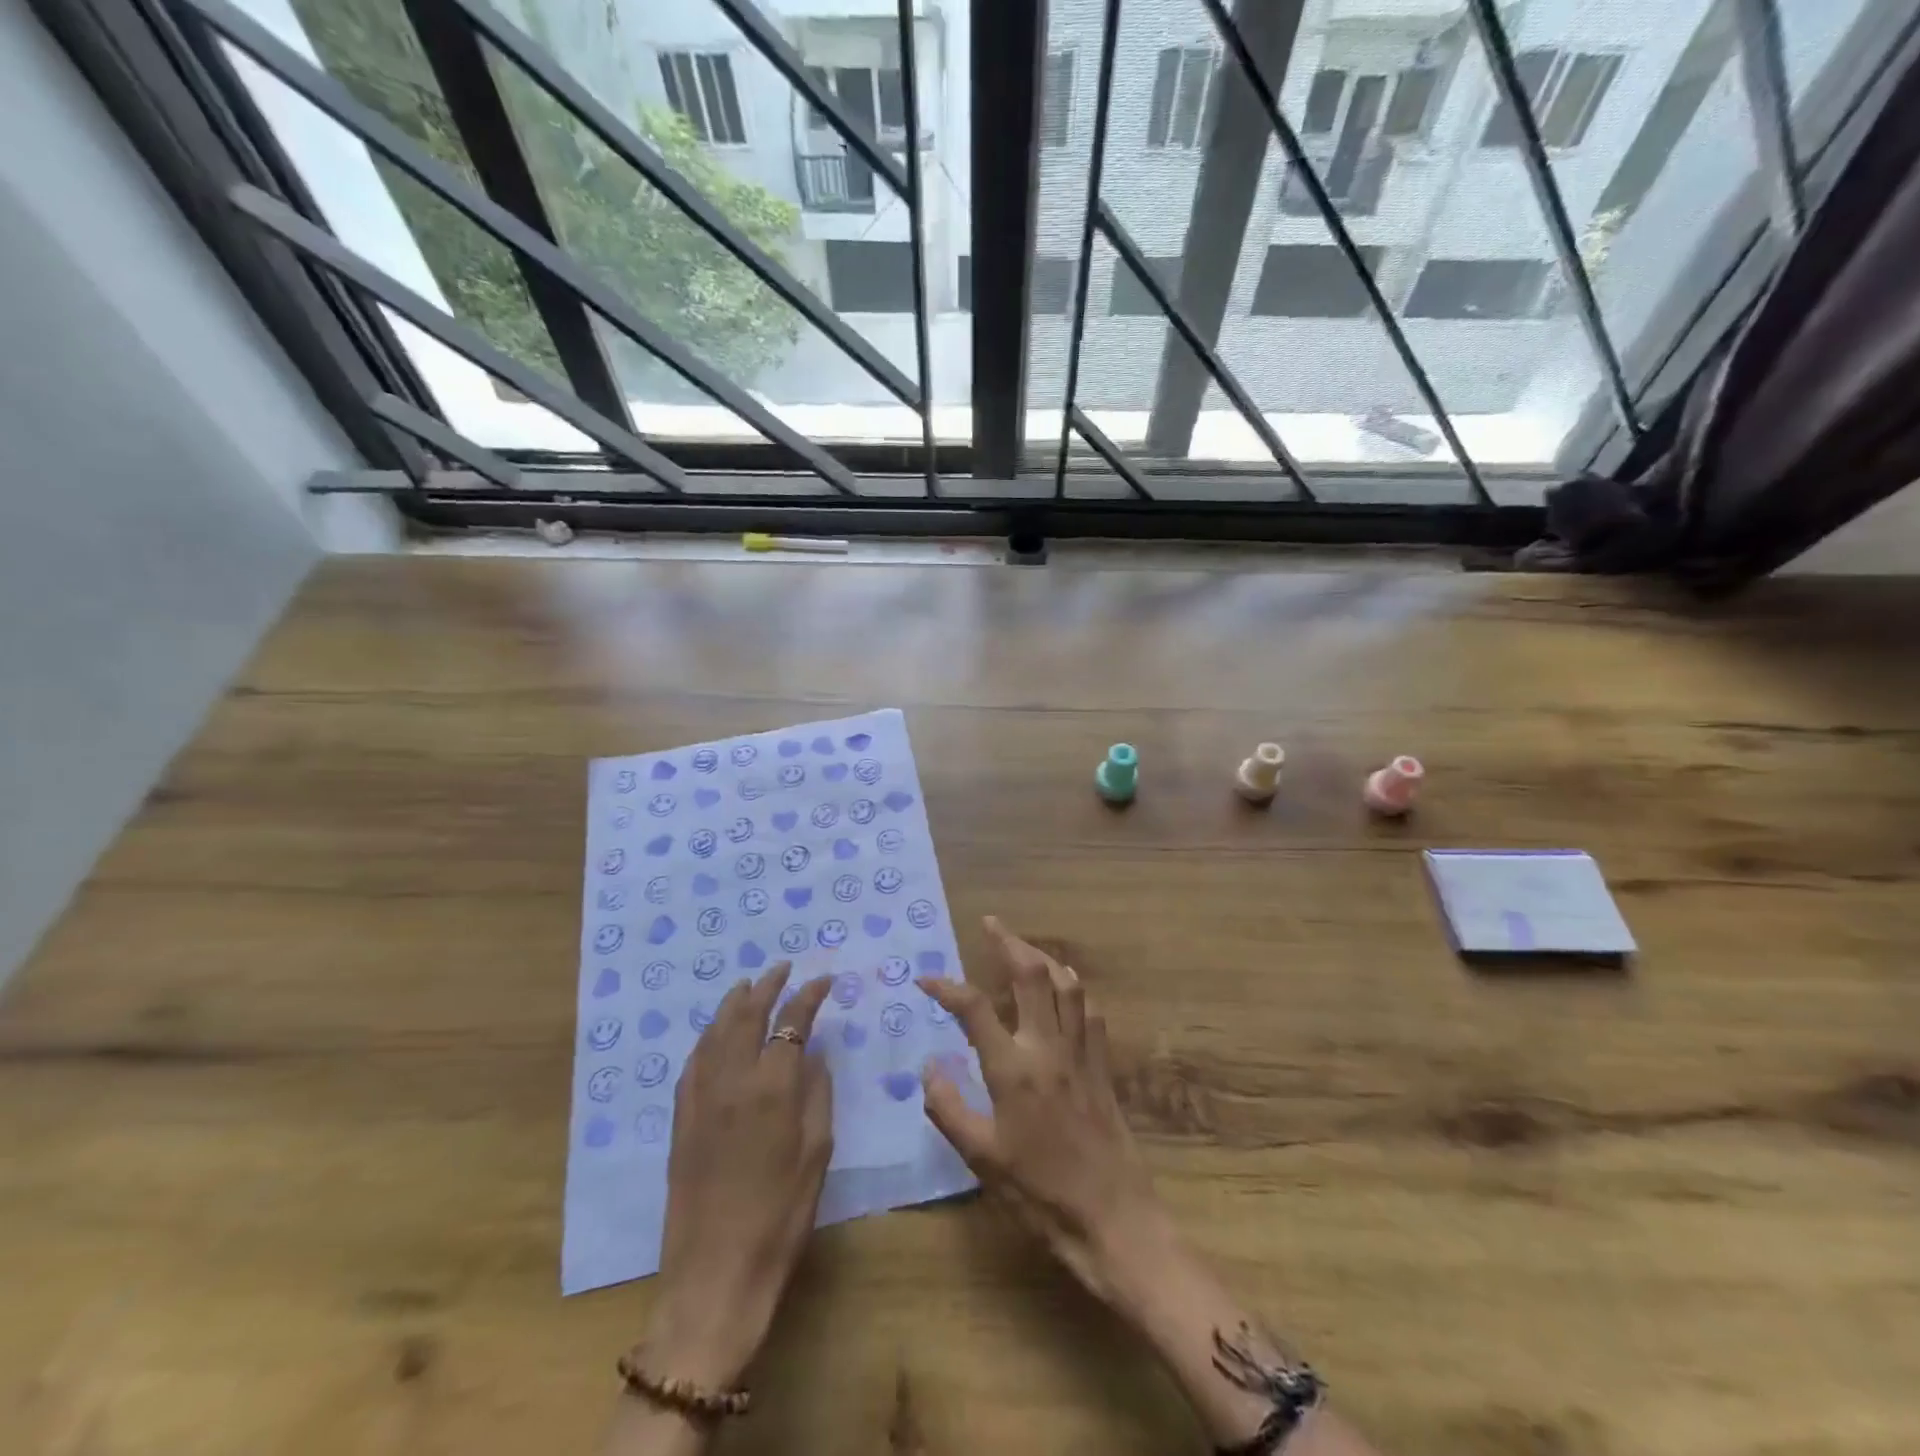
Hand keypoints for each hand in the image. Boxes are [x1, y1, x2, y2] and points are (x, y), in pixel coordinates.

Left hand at [641, 964, 832, 1388]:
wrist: (714, 1275)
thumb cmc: (780, 1216)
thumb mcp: (817, 1153)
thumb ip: (817, 1094)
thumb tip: (814, 1054)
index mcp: (772, 1087)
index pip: (791, 1021)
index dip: (809, 995)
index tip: (824, 979)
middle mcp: (732, 1079)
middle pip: (747, 1014)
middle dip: (767, 985)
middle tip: (784, 968)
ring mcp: (700, 1097)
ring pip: (716, 1031)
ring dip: (734, 1002)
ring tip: (749, 986)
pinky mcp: (681, 1118)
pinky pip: (694, 1061)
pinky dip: (709, 1035)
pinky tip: (716, 1033)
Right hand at [919, 917, 1171, 1304]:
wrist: (1114, 1219)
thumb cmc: (1040, 1194)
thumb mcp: (982, 1160)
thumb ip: (949, 1108)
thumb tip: (929, 1066)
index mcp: (1013, 1069)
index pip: (975, 1008)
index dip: (947, 986)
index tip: (926, 979)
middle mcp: (1048, 1048)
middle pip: (1031, 975)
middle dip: (1009, 942)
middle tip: (991, 924)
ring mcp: (1081, 1053)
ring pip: (1066, 984)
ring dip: (1043, 957)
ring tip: (1024, 948)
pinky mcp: (1103, 1066)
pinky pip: (1090, 1010)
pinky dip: (1074, 988)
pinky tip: (1066, 987)